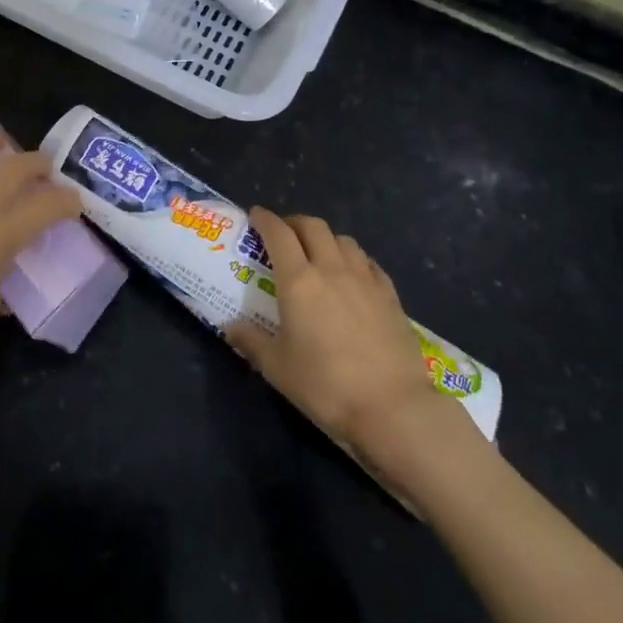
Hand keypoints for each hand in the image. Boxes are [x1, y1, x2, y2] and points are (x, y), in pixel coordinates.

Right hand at [226, 209, 460, 456]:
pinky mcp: (390, 295)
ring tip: (317, 252)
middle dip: (294, 223)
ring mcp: (365, 280)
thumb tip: (229, 327)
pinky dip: (353, 258)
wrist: (393, 407)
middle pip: (313, 227)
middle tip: (284, 233)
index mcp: (298, 281)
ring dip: (325, 238)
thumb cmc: (326, 386)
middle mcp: (331, 269)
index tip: (256, 215)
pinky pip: (368, 262)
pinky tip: (352, 274)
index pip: (278, 234)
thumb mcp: (277, 368)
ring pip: (343, 240)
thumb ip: (251, 341)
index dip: (265, 220)